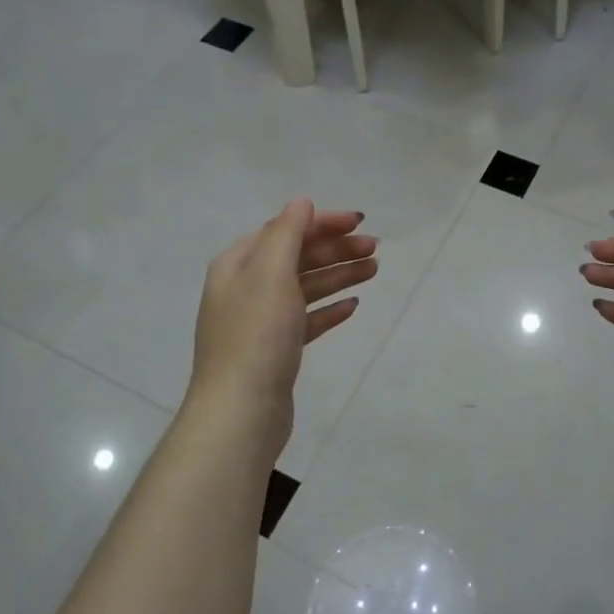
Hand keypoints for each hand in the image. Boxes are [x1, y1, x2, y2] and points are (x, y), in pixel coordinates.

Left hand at [186, 199, 378, 460]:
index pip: (284, 229)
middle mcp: (245, 288)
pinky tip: (352, 306)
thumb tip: (300, 203)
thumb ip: (286, 232)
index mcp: (238, 264)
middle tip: (375, 249)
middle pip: (296, 257)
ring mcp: (260, 321)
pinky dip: (328, 309)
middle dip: (335, 248)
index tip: (360, 221)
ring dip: (338, 275)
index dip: (322, 222)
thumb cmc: (257, 335)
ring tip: (374, 270)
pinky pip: (306, 319)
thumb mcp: (271, 272)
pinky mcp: (275, 350)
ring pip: (305, 287)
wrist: (241, 410)